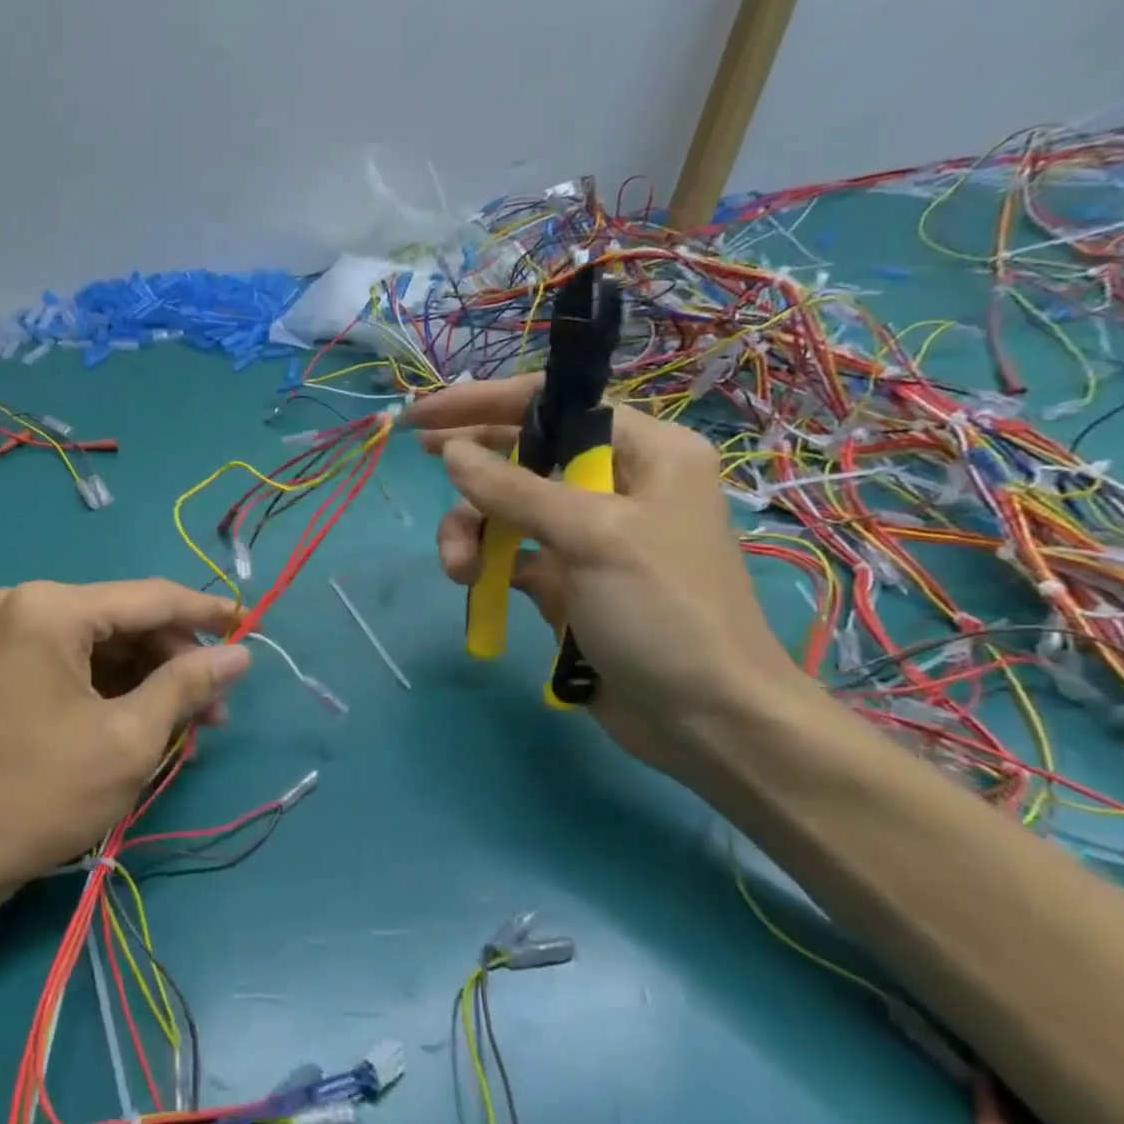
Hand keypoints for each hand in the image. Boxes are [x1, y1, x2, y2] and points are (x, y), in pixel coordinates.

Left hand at [0, 579, 250, 896]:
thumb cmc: (42, 794)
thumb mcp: (130, 738)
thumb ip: (188, 684)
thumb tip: (241, 654)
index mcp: (50, 608)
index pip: (150, 598)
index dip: (206, 613)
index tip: (252, 627)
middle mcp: (25, 603)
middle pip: (126, 619)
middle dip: (176, 660)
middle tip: (218, 706)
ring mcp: (9, 632)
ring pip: (104, 643)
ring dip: (150, 678)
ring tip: (191, 724)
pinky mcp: (4, 662)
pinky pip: (76, 661)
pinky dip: (115, 687)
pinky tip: (148, 721)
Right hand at [407, 375, 804, 778]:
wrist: (704, 719)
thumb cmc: (666, 611)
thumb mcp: (593, 537)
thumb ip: (516, 489)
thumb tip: (450, 452)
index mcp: (645, 452)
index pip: (553, 405)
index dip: (485, 403)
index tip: (426, 414)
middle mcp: (614, 484)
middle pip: (521, 454)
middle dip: (472, 470)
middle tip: (419, 461)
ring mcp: (586, 535)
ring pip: (505, 508)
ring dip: (470, 530)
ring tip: (457, 569)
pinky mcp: (564, 579)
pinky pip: (507, 553)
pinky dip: (483, 562)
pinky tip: (470, 583)